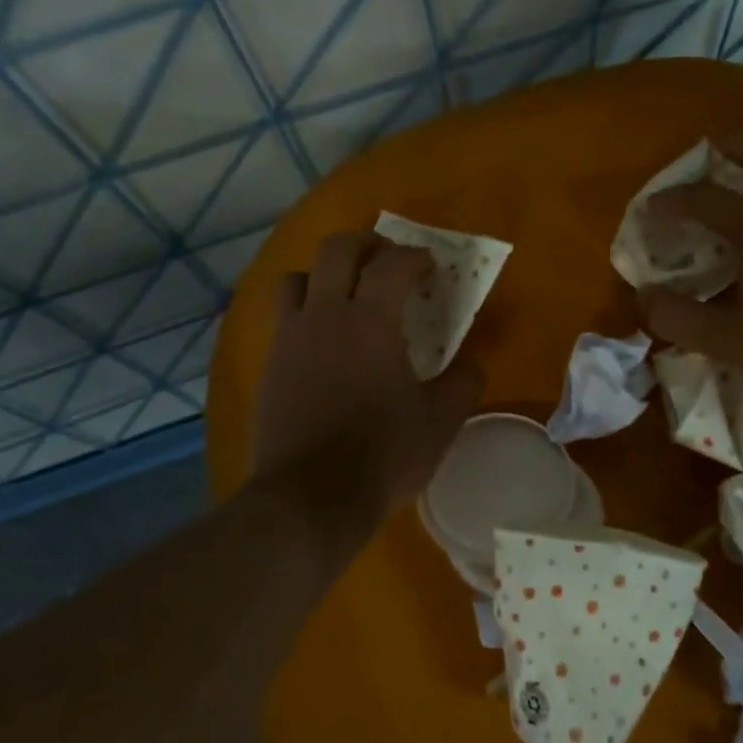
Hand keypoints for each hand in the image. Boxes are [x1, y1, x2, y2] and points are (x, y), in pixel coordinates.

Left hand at [252, 230, 482, 573]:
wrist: (310, 498)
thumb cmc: (383, 454)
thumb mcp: (441, 422)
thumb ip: (463, 384)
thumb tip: (472, 366)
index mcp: (370, 320)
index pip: (393, 264)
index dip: (416, 257)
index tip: (431, 268)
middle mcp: (324, 315)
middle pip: (336, 250)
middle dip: (366, 244)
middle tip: (387, 259)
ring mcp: (290, 339)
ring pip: (297, 278)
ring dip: (323, 274)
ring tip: (346, 295)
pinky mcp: (270, 366)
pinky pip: (284, 319)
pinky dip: (306, 313)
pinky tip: (325, 344)